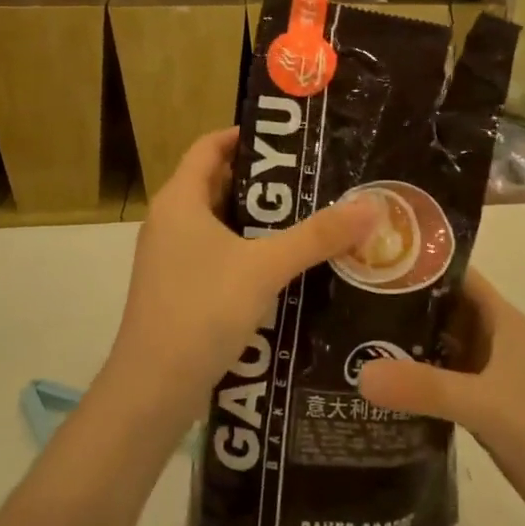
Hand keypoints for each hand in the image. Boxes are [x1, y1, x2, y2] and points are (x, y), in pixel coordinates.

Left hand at [98, 128, 377, 438]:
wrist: (153, 389)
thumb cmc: (202, 310)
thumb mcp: (265, 267)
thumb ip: (317, 236)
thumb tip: (371, 206)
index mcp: (180, 200)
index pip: (210, 146)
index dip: (246, 135)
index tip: (291, 137)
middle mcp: (170, 221)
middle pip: (218, 183)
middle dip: (265, 181)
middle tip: (315, 178)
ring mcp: (171, 258)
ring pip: (220, 224)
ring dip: (260, 220)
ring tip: (311, 217)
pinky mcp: (180, 289)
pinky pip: (218, 254)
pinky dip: (248, 251)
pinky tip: (286, 266)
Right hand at [357, 270, 524, 525]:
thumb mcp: (485, 404)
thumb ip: (425, 387)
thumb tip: (360, 372)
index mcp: (502, 321)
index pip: (455, 277)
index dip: (418, 265)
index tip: (371, 263)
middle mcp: (494, 341)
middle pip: (442, 312)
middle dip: (401, 308)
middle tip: (346, 307)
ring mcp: (490, 377)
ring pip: (441, 350)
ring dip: (405, 348)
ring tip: (349, 345)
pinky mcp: (485, 410)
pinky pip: (443, 386)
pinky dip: (416, 384)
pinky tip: (378, 392)